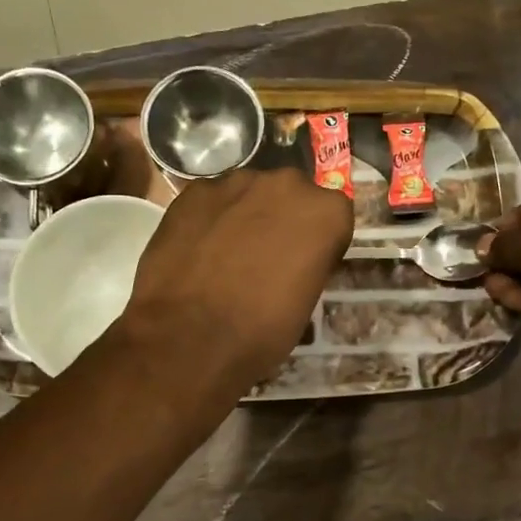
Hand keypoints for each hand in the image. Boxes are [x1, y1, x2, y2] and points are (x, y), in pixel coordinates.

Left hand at [117, 169, 354, 390]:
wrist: (189, 337)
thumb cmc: (261, 330)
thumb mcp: (305, 302)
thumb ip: (306, 263)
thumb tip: (290, 261)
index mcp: (327, 212)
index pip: (331, 217)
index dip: (317, 241)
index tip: (303, 264)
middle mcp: (287, 184)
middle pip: (290, 196)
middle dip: (281, 219)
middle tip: (265, 257)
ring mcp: (237, 182)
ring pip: (249, 194)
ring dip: (244, 216)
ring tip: (225, 255)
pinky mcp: (195, 190)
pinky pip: (212, 201)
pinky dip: (209, 219)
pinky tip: (197, 251)